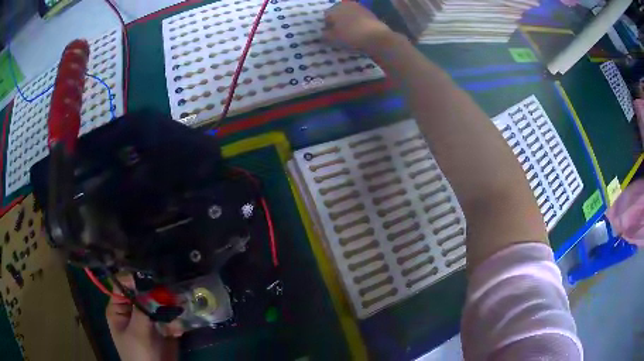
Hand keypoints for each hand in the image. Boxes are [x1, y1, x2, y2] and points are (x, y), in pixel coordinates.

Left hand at [106, 275, 182, 360]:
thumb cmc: (139, 354)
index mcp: (119, 308)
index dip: (136, 279)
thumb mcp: (138, 332)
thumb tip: (152, 286)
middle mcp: (133, 310)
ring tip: (178, 313)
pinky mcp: (162, 328)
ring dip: (169, 309)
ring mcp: (148, 320)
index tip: (152, 277)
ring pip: (159, 305)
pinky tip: (177, 331)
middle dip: (158, 294)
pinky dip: (175, 323)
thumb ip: (143, 309)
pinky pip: (170, 319)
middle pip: (144, 293)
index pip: (124, 285)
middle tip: (171, 294)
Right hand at [323, 2, 396, 55]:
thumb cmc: (350, 36)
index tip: (330, 34)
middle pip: (338, 13)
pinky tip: (359, 31)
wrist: (375, 37)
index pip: (326, 15)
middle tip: (339, 33)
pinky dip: (357, 23)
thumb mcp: (333, 38)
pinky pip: (359, 17)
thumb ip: (326, 35)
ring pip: (349, 14)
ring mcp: (359, 7)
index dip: (327, 25)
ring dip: (348, 21)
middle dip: (338, 21)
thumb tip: (324, 33)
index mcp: (335, 8)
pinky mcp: (369, 12)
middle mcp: (346, 4)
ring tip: (350, 33)